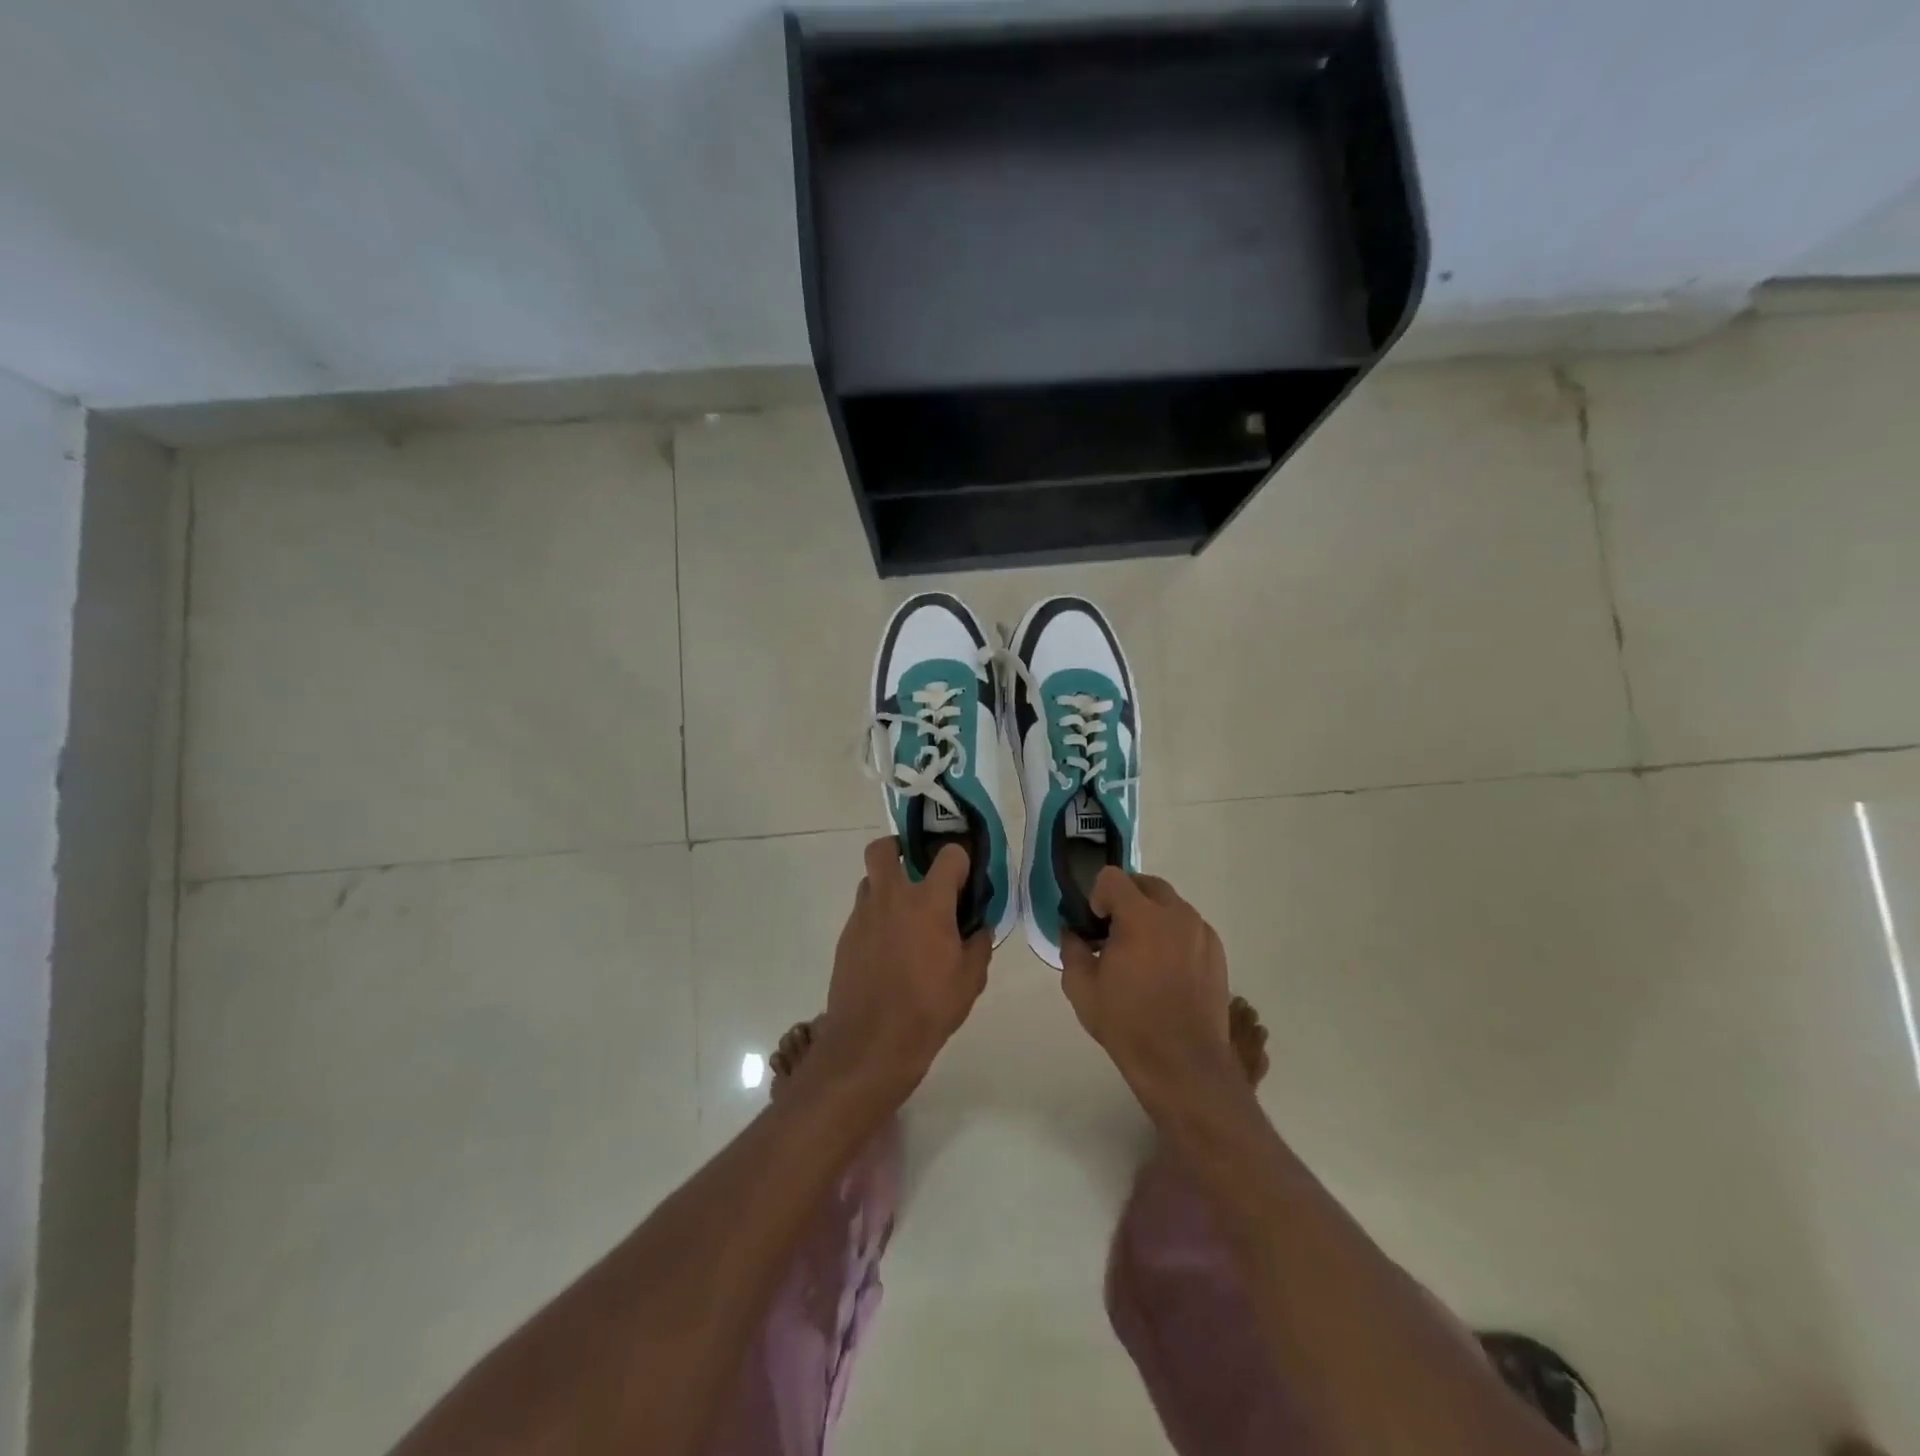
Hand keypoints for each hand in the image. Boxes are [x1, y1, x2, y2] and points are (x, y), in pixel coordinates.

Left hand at [815, 837, 991, 1095]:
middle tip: (917, 872)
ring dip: (887, 887)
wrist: (870, 1044)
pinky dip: (877, 918)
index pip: (949, 854)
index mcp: (928, 901)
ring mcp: (863, 915)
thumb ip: (979, 944)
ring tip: (905, 917)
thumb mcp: (970, 980)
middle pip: (885, 848)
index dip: (961, 861)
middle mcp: (891, 897)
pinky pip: (863, 912)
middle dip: (900, 849)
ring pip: (870, 881)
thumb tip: (979, 927)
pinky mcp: (846, 937)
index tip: (966, 879)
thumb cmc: (928, 1008)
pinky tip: (890, 949)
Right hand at [1061, 869, 1238, 1113]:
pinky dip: (1174, 935)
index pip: (1113, 877)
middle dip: (1126, 899)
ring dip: (1152, 916)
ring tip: (1143, 954)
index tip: (1095, 925)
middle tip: (1115, 933)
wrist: (1182, 1063)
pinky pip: (1190, 927)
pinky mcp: (1217, 951)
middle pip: (1146, 884)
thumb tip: (1071, 931)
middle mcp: (1176, 914)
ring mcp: (1201, 931)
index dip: (1098, 896)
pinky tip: (1166, 970)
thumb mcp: (1081, 988)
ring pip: (1171, 905)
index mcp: (1141, 917)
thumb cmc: (1127, 1023)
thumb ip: (1072, 949)